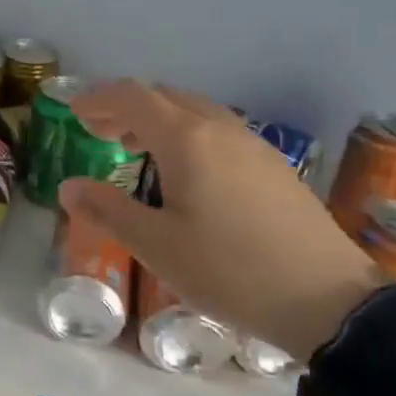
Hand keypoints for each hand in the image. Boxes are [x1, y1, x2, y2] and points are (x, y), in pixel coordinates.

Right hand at [57, 82, 386, 361]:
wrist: (327, 298)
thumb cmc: (229, 270)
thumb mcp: (156, 246)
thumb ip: (107, 210)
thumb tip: (68, 186)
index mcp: (187, 140)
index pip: (133, 97)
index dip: (98, 99)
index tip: (73, 113)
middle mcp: (221, 129)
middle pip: (165, 97)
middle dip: (126, 108)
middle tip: (99, 133)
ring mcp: (253, 144)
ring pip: (195, 112)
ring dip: (158, 121)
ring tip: (136, 151)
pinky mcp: (273, 166)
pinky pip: (218, 132)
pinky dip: (187, 135)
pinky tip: (185, 174)